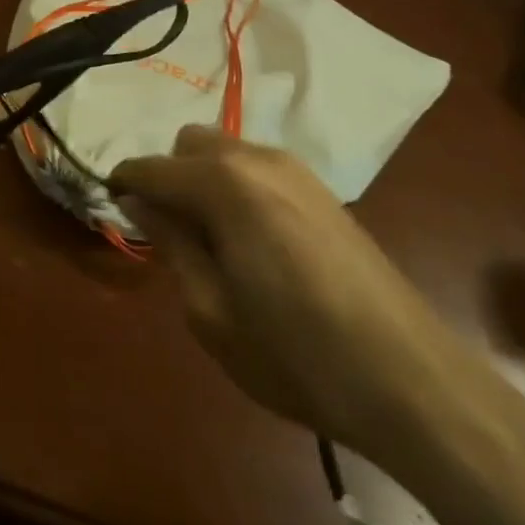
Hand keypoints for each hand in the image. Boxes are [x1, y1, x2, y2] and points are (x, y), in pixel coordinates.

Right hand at [110, 126, 514, 471]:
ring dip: (204, 180)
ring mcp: (297, 170)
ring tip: (213, 242)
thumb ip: (171, 243)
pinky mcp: (325, 191)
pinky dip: (238, 187)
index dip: (123, 184)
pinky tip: (253, 242)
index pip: (151, 168)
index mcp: (223, 184)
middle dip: (169, 176)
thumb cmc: (296, 354)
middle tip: (171, 234)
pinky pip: (259, 169)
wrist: (413, 381)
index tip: (112, 207)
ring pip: (226, 151)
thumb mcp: (210, 311)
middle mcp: (257, 159)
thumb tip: (138, 201)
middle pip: (189, 143)